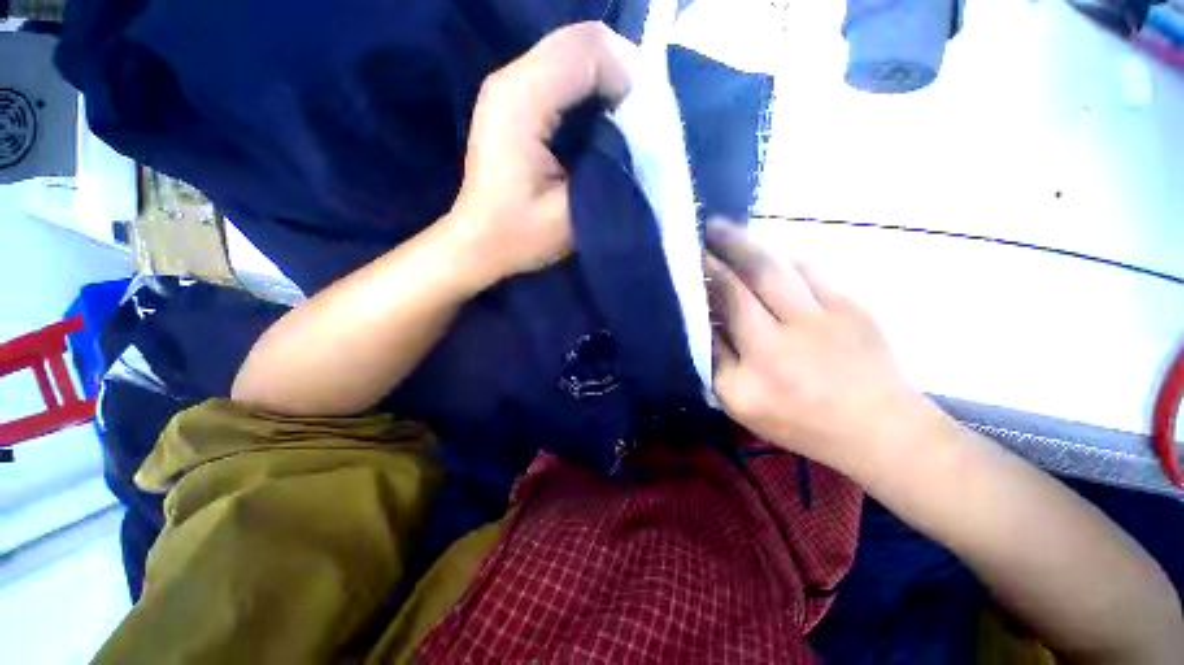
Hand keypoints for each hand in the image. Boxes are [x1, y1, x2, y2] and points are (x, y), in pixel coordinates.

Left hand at [448, 22, 634, 283]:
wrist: (480, 242)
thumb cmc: (521, 236)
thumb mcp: (570, 212)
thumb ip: (606, 165)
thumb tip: (636, 130)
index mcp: (521, 103)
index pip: (588, 51)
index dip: (625, 78)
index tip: (641, 124)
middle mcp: (510, 79)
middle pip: (580, 39)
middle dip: (620, 71)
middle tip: (638, 118)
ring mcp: (509, 85)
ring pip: (573, 50)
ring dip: (607, 77)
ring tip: (622, 119)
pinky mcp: (513, 98)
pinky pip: (563, 70)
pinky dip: (590, 85)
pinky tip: (599, 119)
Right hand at [705, 221, 942, 476]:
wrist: (879, 427)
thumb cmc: (800, 421)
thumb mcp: (741, 404)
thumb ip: (717, 360)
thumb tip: (702, 317)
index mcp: (749, 377)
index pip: (712, 324)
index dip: (698, 288)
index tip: (685, 267)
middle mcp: (780, 346)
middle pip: (740, 286)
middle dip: (715, 255)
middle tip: (698, 233)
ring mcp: (821, 321)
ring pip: (773, 269)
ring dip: (744, 245)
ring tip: (723, 229)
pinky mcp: (852, 306)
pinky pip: (808, 268)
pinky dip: (781, 255)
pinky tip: (767, 250)